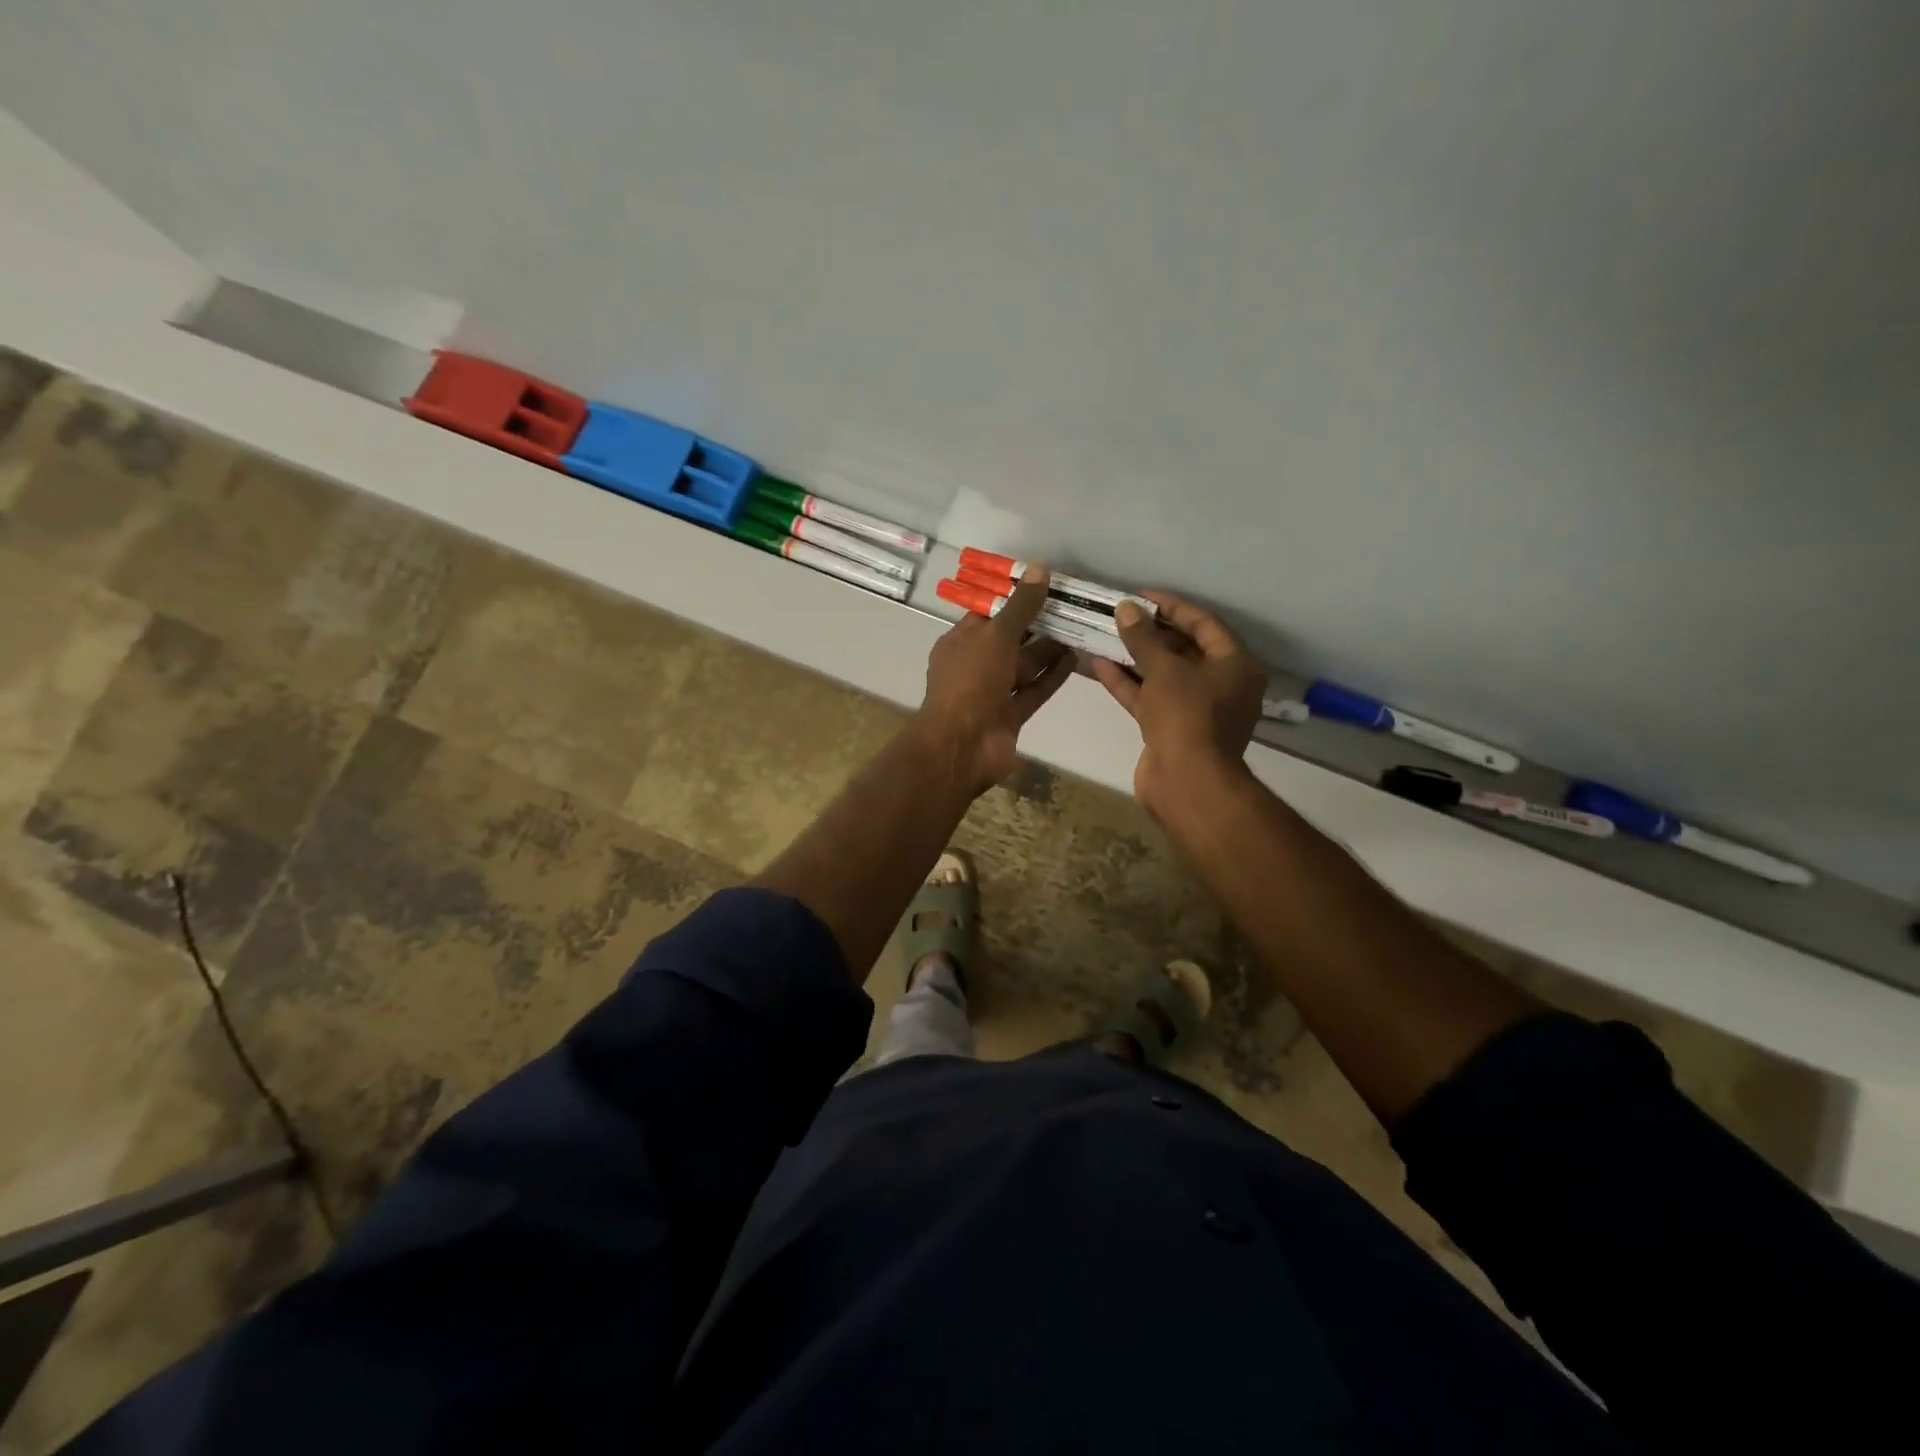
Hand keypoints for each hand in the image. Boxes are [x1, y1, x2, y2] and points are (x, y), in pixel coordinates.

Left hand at [915, 563, 1074, 795]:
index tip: (1046, 583)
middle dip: (1038, 624)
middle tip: (1073, 604)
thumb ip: (1021, 605)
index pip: (989, 614)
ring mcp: (993, 692)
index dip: (1015, 597)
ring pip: (1025, 666)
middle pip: (1011, 639)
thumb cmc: (970, 682)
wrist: (962, 745)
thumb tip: (1040, 568)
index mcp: (961, 642)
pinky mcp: (1011, 715)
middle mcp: (976, 665)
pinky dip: (1052, 676)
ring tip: (1081, 627)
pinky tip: (1076, 658)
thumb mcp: (995, 636)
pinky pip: (1034, 690)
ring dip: (1050, 649)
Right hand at [1091, 590, 1265, 814]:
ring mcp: (1196, 710)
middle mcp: (1222, 685)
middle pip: (1184, 649)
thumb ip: (1144, 637)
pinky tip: (1100, 664)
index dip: (1172, 607)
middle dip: (1150, 633)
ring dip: (1134, 657)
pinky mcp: (1172, 729)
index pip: (1204, 624)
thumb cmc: (1186, 716)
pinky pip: (1150, 698)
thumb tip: (1127, 608)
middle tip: (1120, 615)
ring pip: (1163, 675)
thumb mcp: (1164, 669)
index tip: (1140, 596)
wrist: (1186, 782)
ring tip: (1105, 635)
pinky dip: (1128, 683)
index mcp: (1236, 665)